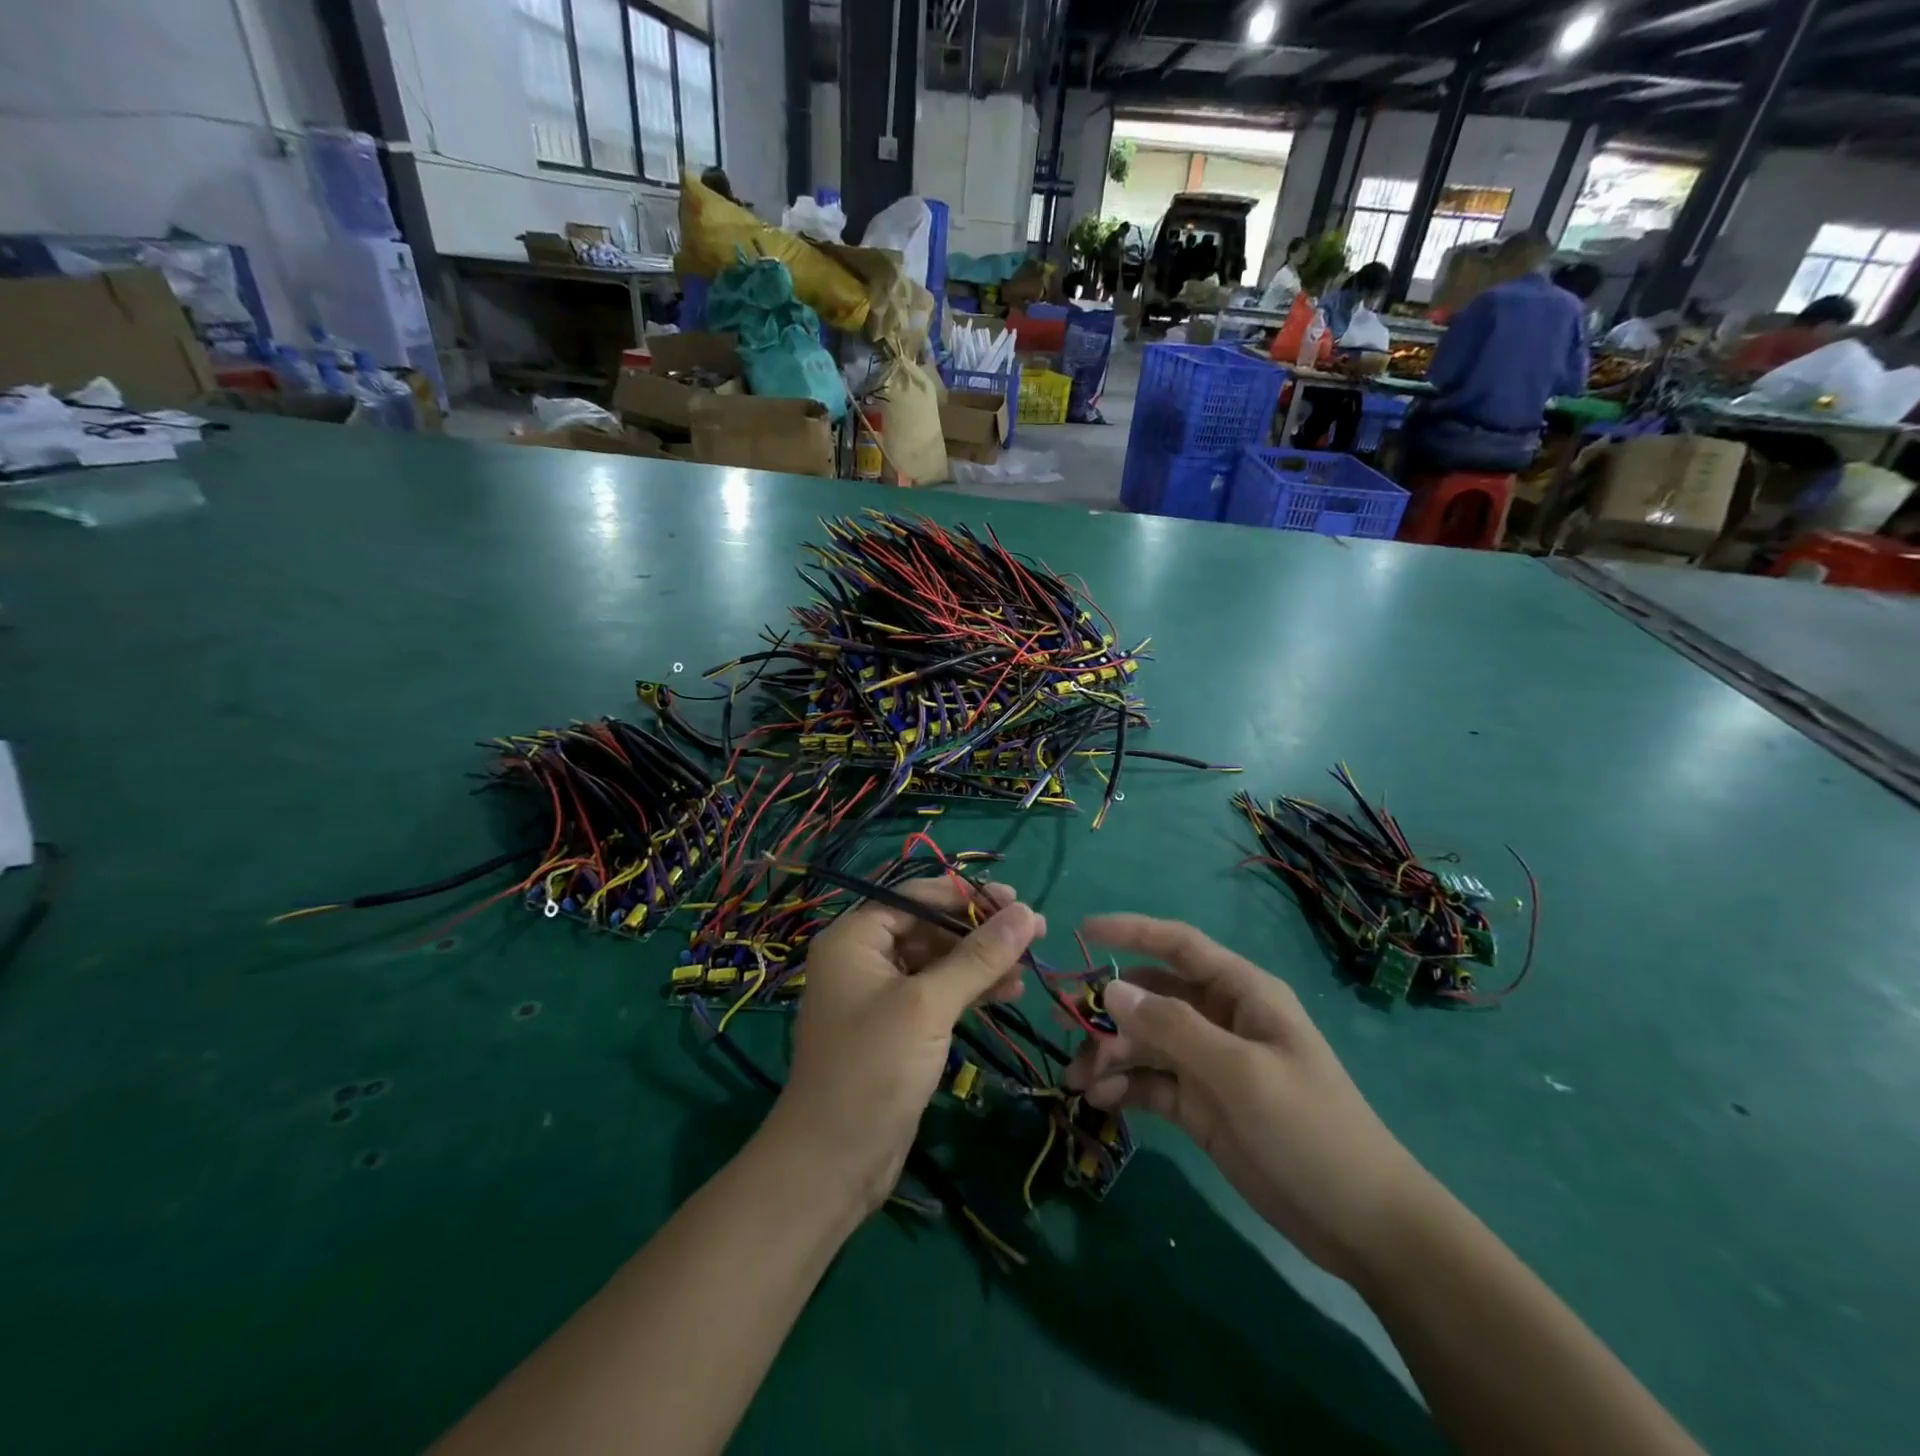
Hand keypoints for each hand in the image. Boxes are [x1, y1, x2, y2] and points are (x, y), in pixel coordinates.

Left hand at [772, 880, 1043, 1213]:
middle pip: (928, 928)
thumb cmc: (873, 1068)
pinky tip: (1008, 991)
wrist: (834, 1161)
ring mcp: (879, 994)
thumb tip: (1027, 912)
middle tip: (1032, 932)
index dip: (966, 896)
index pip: (915, 898)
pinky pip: (937, 993)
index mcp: (854, 938)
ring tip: (1029, 965)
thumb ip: (978, 957)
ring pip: (938, 962)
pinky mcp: (896, 1027)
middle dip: (979, 931)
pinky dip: (970, 990)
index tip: (1016, 901)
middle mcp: (863, 958)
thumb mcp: (928, 1006)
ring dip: (980, 962)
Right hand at [1066, 914, 1433, 1285]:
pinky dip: (1123, 1086)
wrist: (1363, 1226)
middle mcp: (1220, 1019)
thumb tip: (1112, 989)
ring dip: (1109, 1054)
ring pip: (1144, 1041)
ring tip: (1078, 1081)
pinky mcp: (1199, 1104)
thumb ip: (1174, 1027)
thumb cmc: (1310, 1130)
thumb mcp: (1241, 1073)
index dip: (1131, 931)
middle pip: (1151, 996)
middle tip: (1065, 1026)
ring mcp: (1208, 1063)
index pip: (1178, 944)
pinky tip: (1101, 1101)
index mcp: (1241, 993)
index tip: (1082, 930)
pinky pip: (1150, 1082)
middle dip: (1108, 1008)